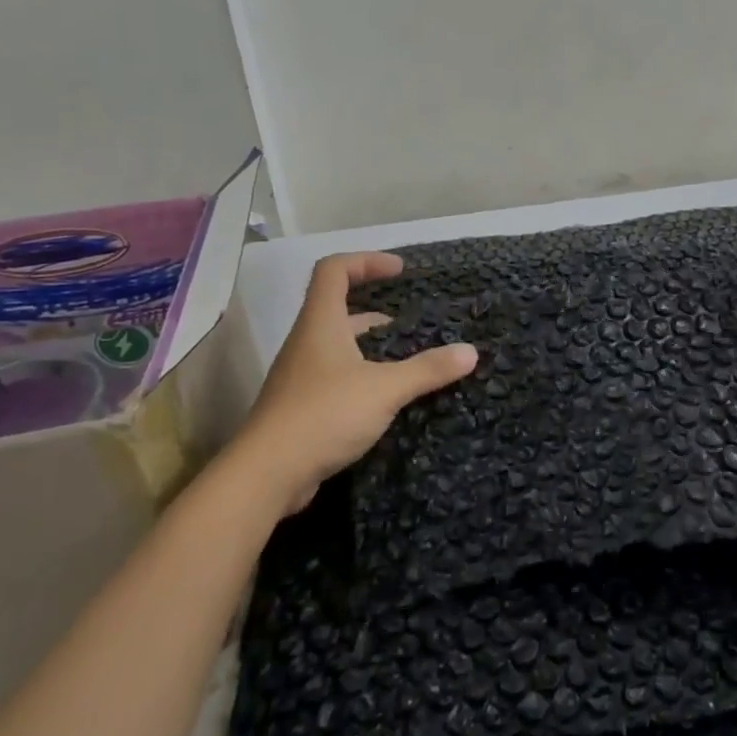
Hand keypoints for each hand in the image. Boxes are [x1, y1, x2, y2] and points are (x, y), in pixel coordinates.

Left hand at [238, 252, 477, 510]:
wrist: (265, 475)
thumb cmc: (323, 415)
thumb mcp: (384, 389)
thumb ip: (427, 370)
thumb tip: (470, 352)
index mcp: (321, 323)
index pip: (335, 270)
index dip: (367, 260)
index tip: (400, 271)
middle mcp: (307, 342)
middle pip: (338, 308)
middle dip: (378, 310)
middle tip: (414, 324)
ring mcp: (301, 375)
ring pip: (340, 346)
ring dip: (373, 347)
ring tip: (409, 361)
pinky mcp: (302, 407)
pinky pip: (337, 377)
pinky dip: (364, 376)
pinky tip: (388, 398)